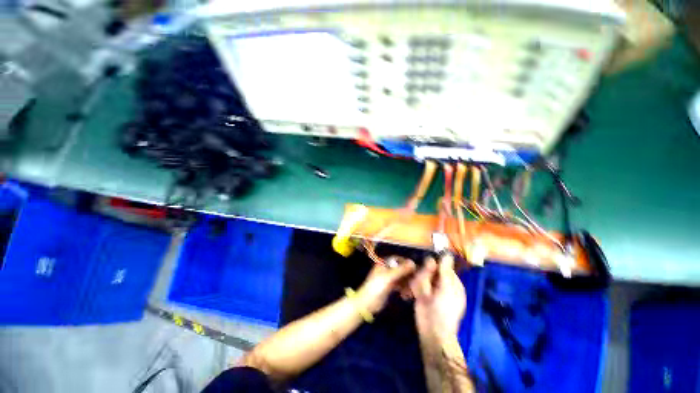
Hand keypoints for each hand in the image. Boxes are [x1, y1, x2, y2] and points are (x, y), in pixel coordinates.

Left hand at [356, 258, 416, 313]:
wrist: (367, 303)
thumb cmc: (377, 287)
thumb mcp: (389, 277)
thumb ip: (401, 270)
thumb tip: (413, 263)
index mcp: (384, 263)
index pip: (398, 259)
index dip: (406, 263)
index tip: (416, 270)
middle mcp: (387, 269)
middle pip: (401, 269)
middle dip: (408, 275)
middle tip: (416, 283)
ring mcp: (388, 278)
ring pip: (401, 278)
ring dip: (407, 284)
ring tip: (411, 292)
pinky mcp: (389, 287)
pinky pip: (399, 285)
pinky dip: (404, 289)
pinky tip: (406, 296)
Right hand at [410, 255, 465, 339]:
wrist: (432, 331)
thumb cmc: (444, 310)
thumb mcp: (447, 289)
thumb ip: (445, 271)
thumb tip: (447, 254)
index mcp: (452, 282)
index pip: (442, 265)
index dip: (434, 264)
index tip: (428, 266)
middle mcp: (441, 283)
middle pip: (429, 269)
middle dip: (425, 276)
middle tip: (427, 288)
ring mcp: (430, 288)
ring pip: (421, 276)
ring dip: (420, 283)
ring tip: (423, 295)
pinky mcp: (421, 293)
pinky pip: (416, 284)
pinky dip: (415, 288)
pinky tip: (417, 296)